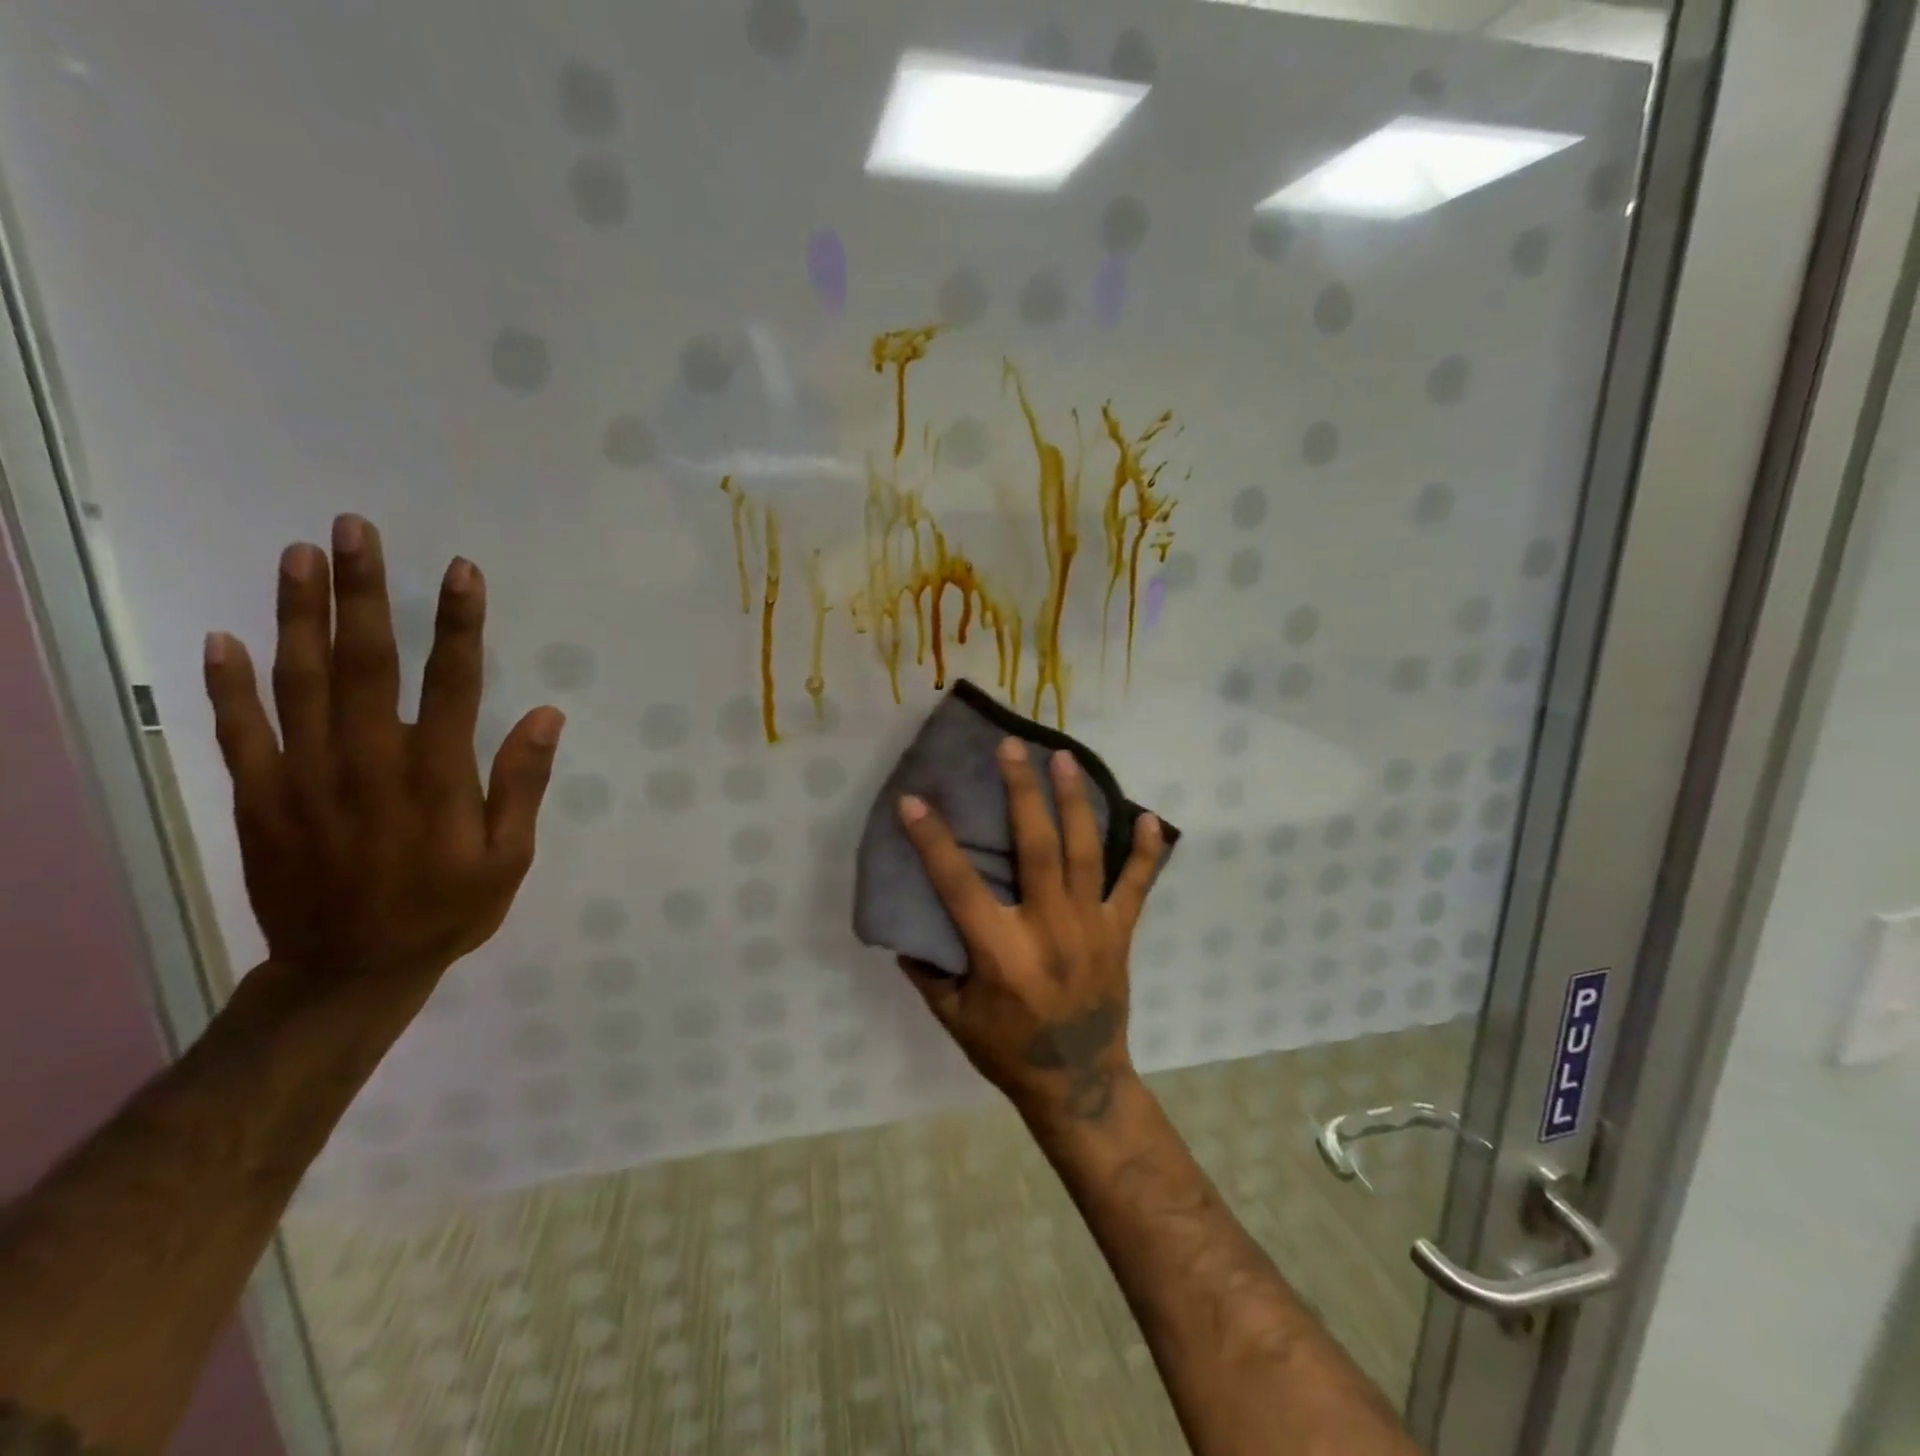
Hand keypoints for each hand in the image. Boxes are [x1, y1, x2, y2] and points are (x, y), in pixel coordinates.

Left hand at [201, 514, 563, 993]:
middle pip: (365, 662)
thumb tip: (547, 716)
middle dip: (363, 592)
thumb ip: (522, 784)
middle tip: (354, 529)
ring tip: (299, 556)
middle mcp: (368, 761)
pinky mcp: (259, 797)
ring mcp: (305, 776)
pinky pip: (239, 731)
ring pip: (299, 681)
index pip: (453, 682)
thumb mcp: (508, 858)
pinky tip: (224, 637)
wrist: (350, 972)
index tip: (460, 570)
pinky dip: (228, 684)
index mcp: (436, 775)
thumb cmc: (446, 910)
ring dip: (298, 615)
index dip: (459, 623)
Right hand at [896, 736, 1163, 1124]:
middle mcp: (1048, 930)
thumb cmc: (1009, 1051)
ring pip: (1084, 853)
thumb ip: (928, 971)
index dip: (933, 842)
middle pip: (1036, 848)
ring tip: (1065, 758)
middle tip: (1012, 748)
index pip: (959, 886)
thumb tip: (906, 928)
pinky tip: (1150, 817)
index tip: (914, 800)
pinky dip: (1145, 852)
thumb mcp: (954, 1019)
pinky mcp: (1119, 933)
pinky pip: (1136, 886)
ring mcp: (1090, 927)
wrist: (1079, 1082)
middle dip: (1022, 793)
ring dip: (1074, 802)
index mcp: (1001, 953)